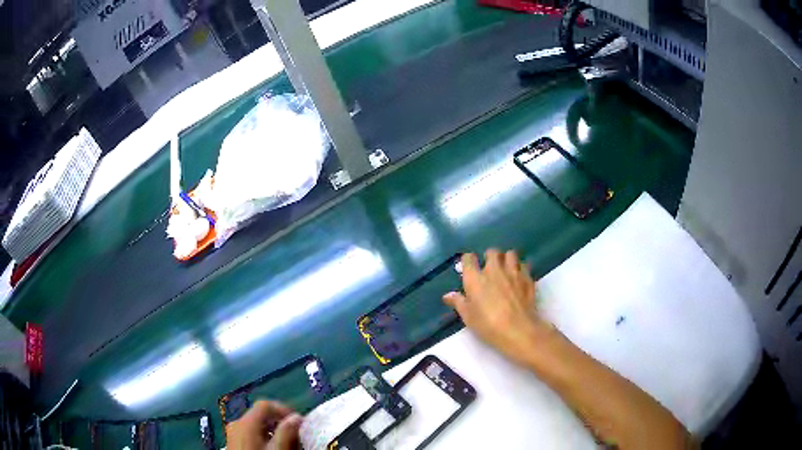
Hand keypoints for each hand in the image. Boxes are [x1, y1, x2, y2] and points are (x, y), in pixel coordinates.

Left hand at [227, 400, 302, 449]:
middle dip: (279, 422)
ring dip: (272, 431)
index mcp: (246, 422)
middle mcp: (237, 423)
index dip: (284, 410)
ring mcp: (233, 433)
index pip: (265, 405)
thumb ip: (287, 432)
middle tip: (295, 435)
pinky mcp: (233, 442)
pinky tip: (271, 449)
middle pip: (260, 414)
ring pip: (255, 425)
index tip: (299, 424)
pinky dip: (263, 437)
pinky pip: (250, 433)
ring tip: (286, 444)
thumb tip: (297, 417)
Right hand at [443, 249, 554, 362]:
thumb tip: (448, 295)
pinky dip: (521, 268)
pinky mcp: (527, 278)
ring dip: (507, 259)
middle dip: (490, 256)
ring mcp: (513, 272)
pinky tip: (519, 277)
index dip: (468, 260)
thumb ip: (458, 302)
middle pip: (492, 252)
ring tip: (506, 268)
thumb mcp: (468, 317)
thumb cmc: (488, 325)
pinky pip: (524, 265)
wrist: (518, 330)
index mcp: (475, 279)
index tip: (468, 267)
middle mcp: (494, 270)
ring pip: (510, 254)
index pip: (468, 258)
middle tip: (489, 267)